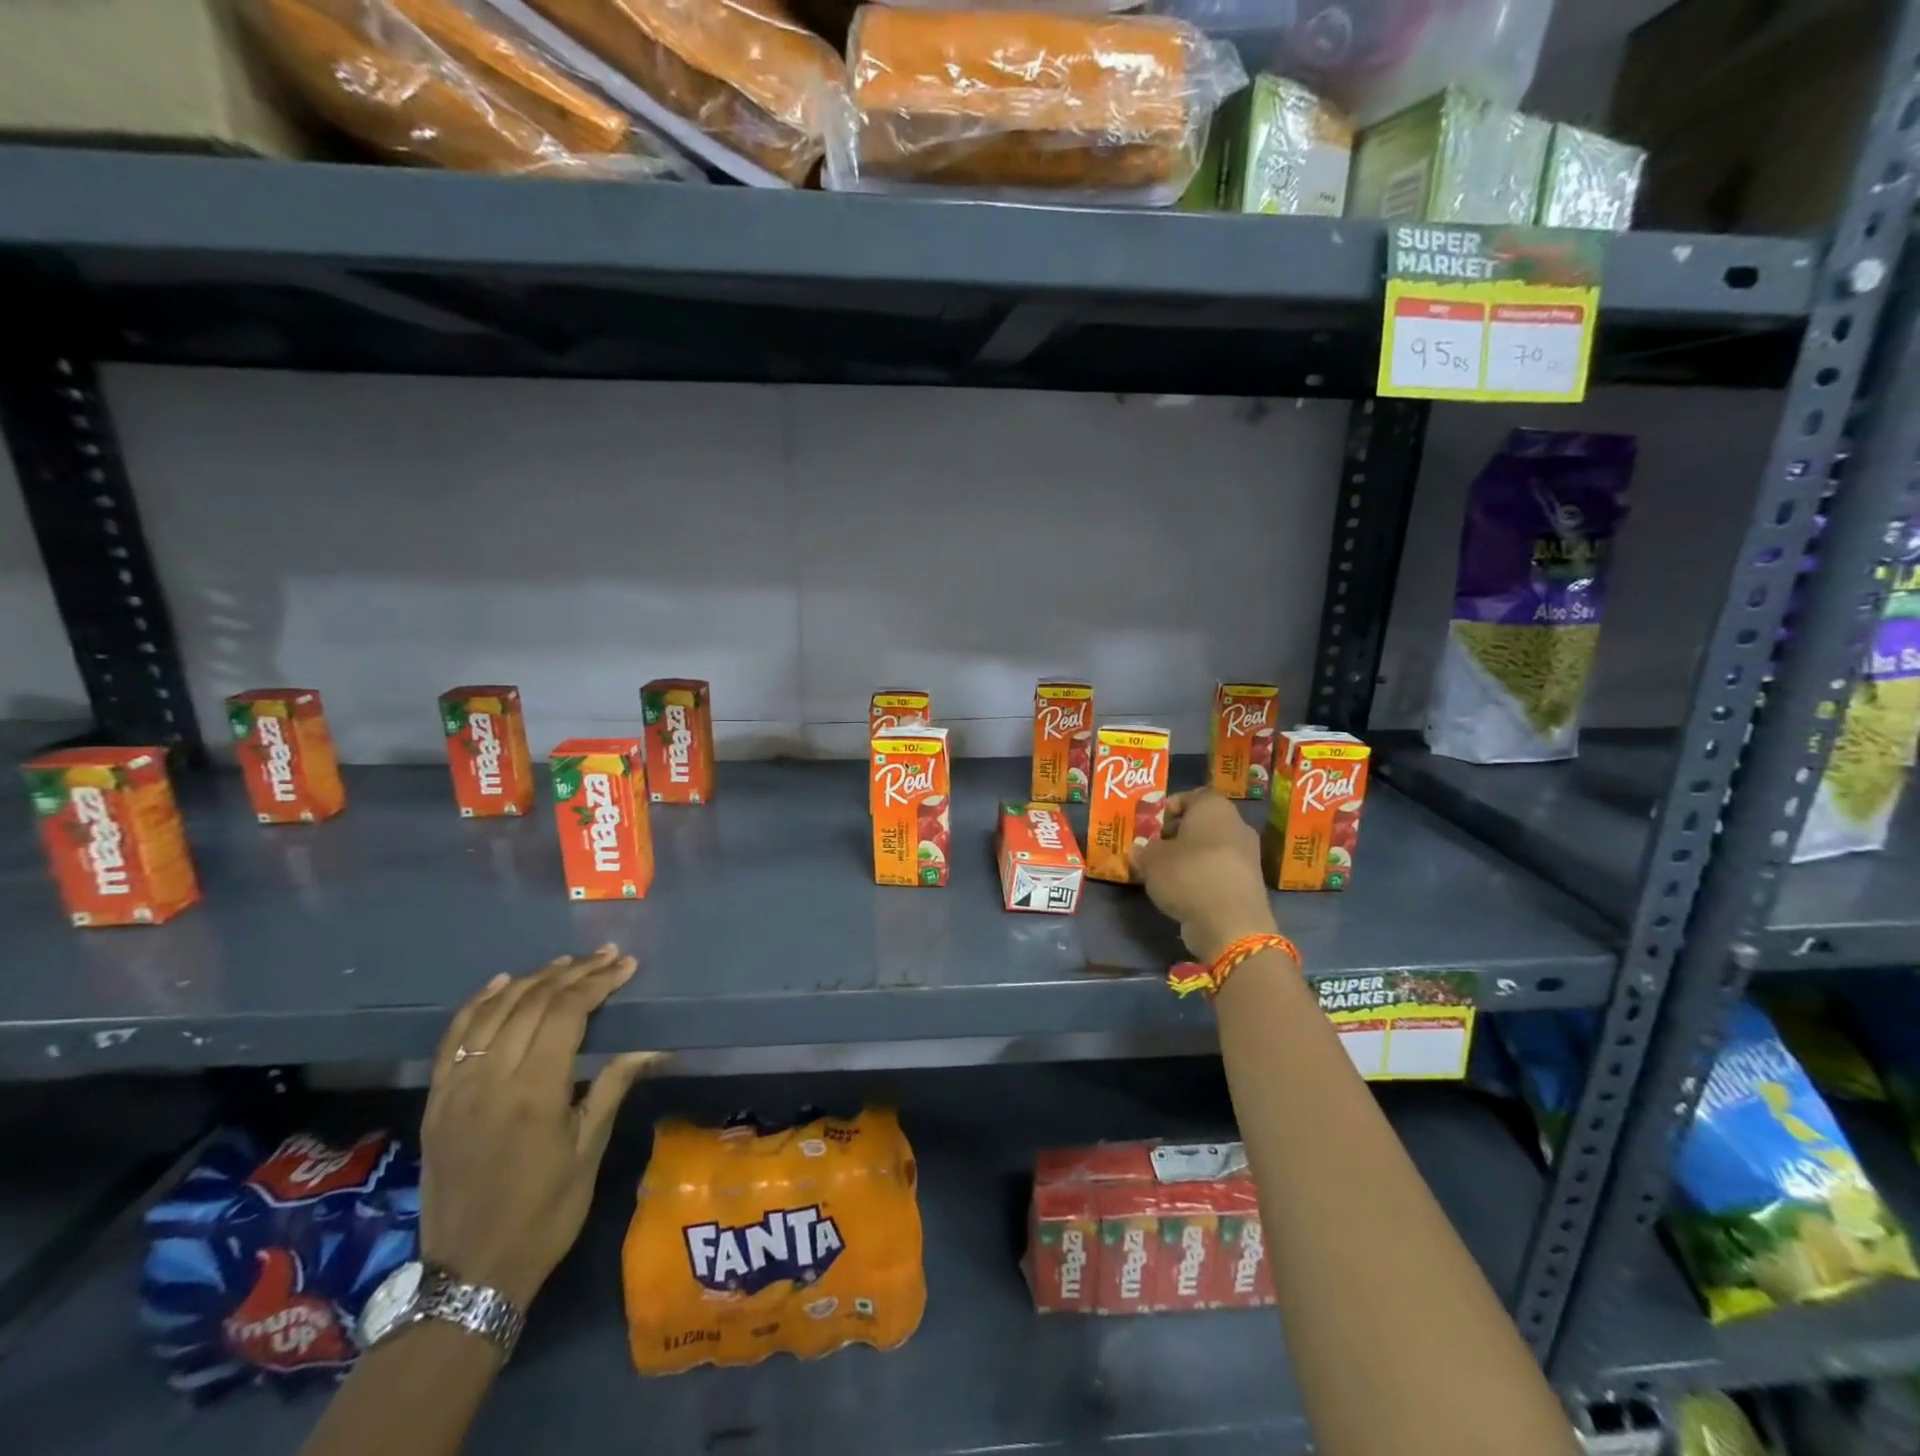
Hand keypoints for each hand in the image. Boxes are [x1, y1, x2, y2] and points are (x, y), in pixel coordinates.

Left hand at [421, 945, 664, 1309]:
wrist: (469, 1272)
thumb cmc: (545, 1212)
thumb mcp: (589, 1149)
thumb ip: (614, 1086)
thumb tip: (654, 1045)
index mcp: (535, 1092)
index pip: (567, 1013)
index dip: (598, 982)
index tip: (626, 966)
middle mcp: (491, 1080)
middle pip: (532, 1003)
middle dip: (574, 973)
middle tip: (607, 956)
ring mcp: (457, 1088)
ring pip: (493, 1012)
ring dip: (532, 979)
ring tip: (566, 962)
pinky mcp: (436, 1101)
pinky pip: (454, 1038)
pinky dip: (478, 1003)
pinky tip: (501, 983)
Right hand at [1132, 790, 1278, 962]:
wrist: (1231, 922)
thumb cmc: (1188, 874)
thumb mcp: (1151, 860)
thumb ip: (1143, 851)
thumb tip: (1139, 850)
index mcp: (1214, 807)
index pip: (1191, 795)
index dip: (1168, 808)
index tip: (1151, 826)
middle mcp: (1236, 824)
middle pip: (1202, 823)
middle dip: (1177, 834)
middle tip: (1155, 849)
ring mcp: (1247, 855)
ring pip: (1212, 848)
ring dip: (1190, 857)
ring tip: (1166, 874)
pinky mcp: (1250, 883)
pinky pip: (1220, 871)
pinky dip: (1203, 877)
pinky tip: (1185, 892)